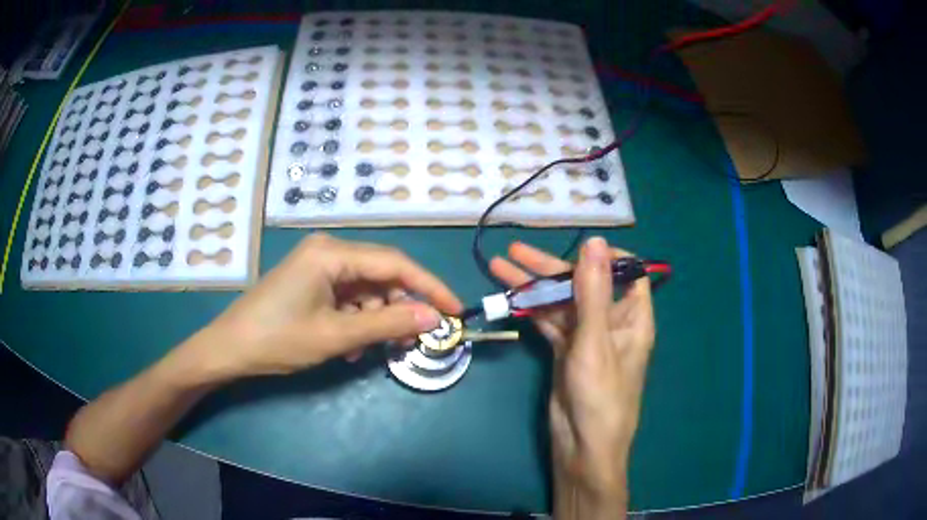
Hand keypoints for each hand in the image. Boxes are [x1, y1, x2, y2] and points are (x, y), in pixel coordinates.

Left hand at [187, 234, 462, 379]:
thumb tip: (433, 318)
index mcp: (332, 253)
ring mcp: (318, 266)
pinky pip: (347, 298)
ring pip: (366, 290)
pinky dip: (357, 320)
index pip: (395, 264)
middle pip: (381, 275)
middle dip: (400, 308)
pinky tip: (351, 346)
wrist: (229, 349)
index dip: (429, 287)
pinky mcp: (311, 283)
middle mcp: (328, 251)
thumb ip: (387, 324)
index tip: (454, 311)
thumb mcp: (336, 335)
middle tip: (415, 339)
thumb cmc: (278, 339)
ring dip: (377, 319)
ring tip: (374, 350)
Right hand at [491, 237, 654, 514]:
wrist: (582, 447)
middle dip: (551, 267)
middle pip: (584, 285)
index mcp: (632, 317)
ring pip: (561, 303)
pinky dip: (531, 311)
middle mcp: (611, 322)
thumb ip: (593, 291)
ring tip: (502, 267)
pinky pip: (549, 323)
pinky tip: (510, 297)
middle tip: (516, 251)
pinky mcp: (565, 352)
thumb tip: (594, 242)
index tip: (578, 248)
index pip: (627, 273)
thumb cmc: (600, 395)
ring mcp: (586, 337)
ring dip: (534, 287)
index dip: (605, 257)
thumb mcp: (596, 341)